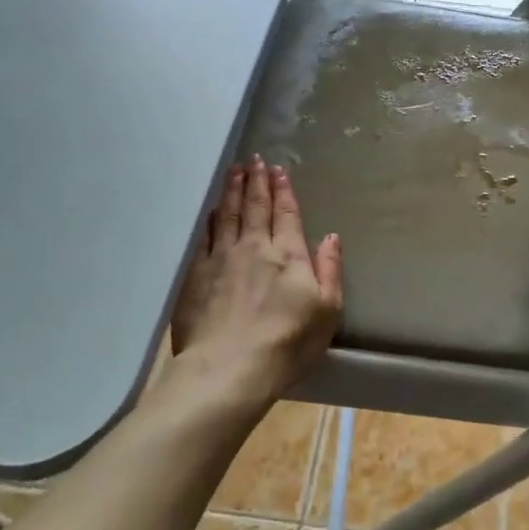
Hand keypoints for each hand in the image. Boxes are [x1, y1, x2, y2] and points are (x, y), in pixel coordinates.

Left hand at [170, 156, 343, 404]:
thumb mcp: (327, 311)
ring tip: (234, 171)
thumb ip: (329, 270)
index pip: (287, 214)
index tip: (279, 170)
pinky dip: (212, 218)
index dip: (284, 190)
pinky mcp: (197, 275)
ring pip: (229, 215)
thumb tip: (331, 236)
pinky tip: (214, 210)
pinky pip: (206, 236)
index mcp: (288, 255)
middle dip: (257, 181)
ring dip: (233, 190)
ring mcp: (222, 259)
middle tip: (254, 159)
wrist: (229, 369)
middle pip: (256, 207)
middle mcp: (254, 248)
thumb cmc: (287, 344)